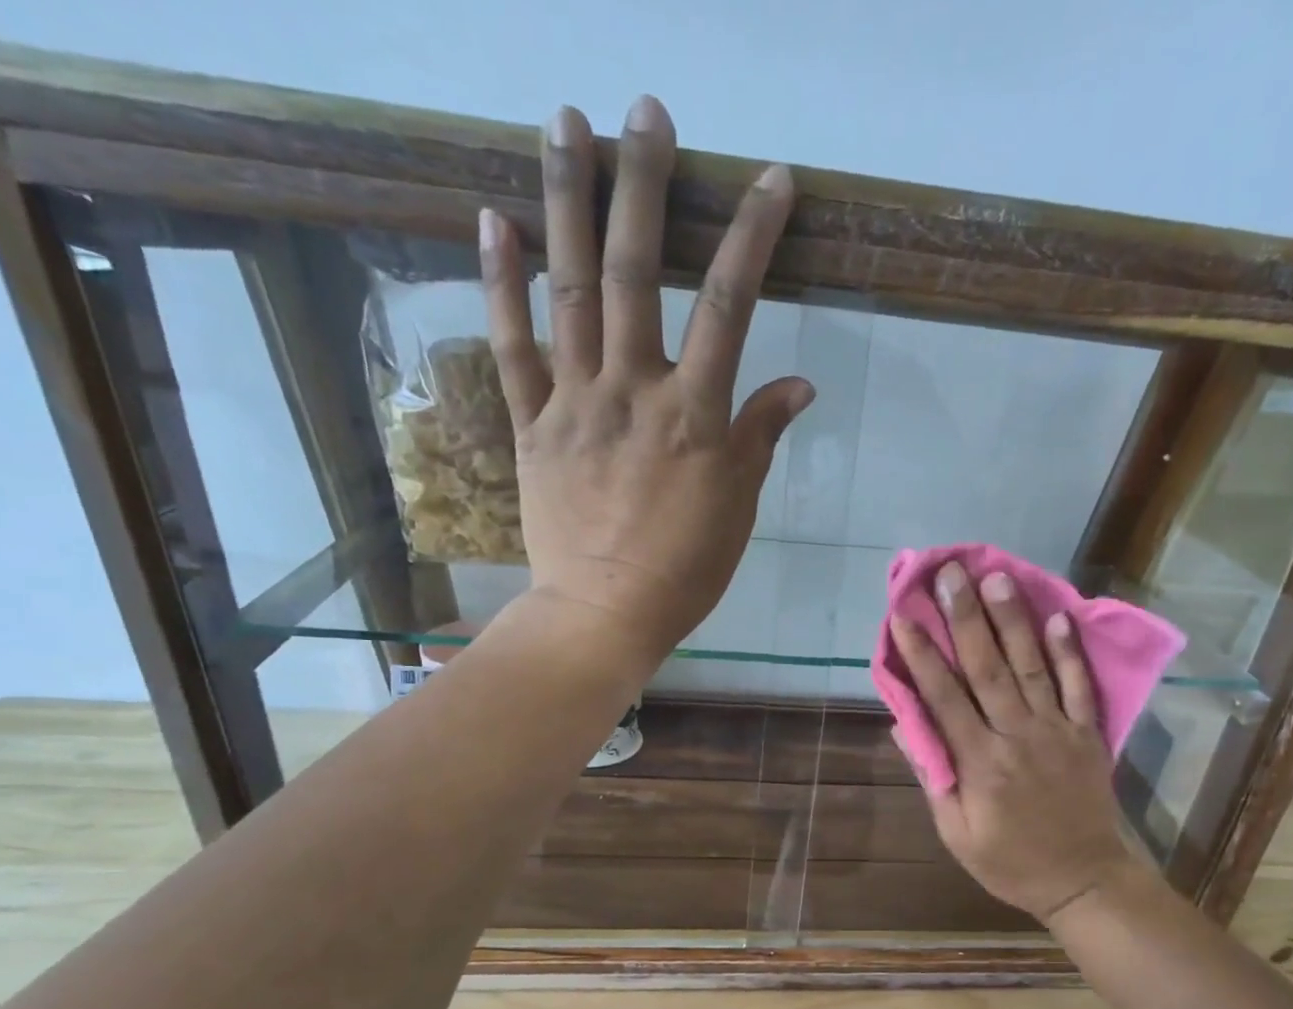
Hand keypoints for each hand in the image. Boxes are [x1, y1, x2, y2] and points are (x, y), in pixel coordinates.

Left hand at [480, 97, 813, 664]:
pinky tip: (494, 220)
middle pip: (637, 273)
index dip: (752, 236)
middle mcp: (632, 391)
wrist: (604, 614)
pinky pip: (512, 347)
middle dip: (644, 185)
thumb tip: (799, 382)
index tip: (771, 178)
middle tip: (646, 110)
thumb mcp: (738, 509)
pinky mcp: (531, 425)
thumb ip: (760, 436)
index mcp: (694, 417)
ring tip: (563, 122)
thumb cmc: (684, 571)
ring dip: (566, 202)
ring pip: (569, 291)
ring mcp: (573, 403)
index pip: (729, 306)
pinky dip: (501, 284)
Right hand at [888, 563, 1149, 922]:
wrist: (1084, 881)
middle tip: (951, 574)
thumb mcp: (957, 834)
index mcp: (980, 763)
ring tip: (997, 578)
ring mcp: (1057, 731)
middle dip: (965, 618)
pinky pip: (1079, 688)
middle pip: (987, 669)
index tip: (904, 616)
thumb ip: (935, 780)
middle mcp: (1017, 736)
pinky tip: (1059, 618)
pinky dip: (1069, 653)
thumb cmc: (1010, 863)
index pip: (944, 698)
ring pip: (1031, 668)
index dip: (923, 655)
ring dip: (1013, 621)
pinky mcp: (1087, 735)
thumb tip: (908, 729)